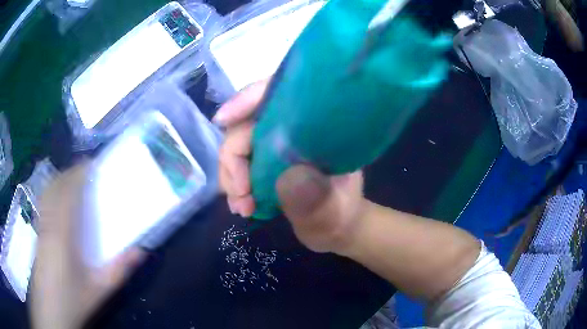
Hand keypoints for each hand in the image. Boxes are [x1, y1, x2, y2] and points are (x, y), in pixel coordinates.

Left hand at [31, 164, 145, 328]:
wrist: (50, 309)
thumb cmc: (72, 299)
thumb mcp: (99, 290)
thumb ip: (119, 270)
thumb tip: (141, 250)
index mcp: (63, 233)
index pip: (69, 191)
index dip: (79, 173)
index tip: (94, 164)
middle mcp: (48, 221)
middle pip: (57, 185)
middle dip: (71, 172)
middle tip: (88, 171)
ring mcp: (40, 224)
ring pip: (48, 190)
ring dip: (61, 178)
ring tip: (75, 179)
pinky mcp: (37, 229)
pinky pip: (44, 199)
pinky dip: (52, 189)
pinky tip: (59, 197)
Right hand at [215, 81, 366, 253]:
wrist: (336, 226)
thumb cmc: (340, 215)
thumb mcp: (333, 212)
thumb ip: (316, 200)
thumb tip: (290, 178)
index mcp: (317, 127)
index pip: (280, 94)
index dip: (248, 98)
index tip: (223, 119)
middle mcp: (293, 129)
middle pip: (247, 124)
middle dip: (234, 160)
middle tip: (241, 197)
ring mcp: (276, 145)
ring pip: (237, 146)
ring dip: (231, 177)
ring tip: (243, 208)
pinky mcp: (265, 161)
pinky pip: (238, 165)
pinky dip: (234, 185)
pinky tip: (241, 206)